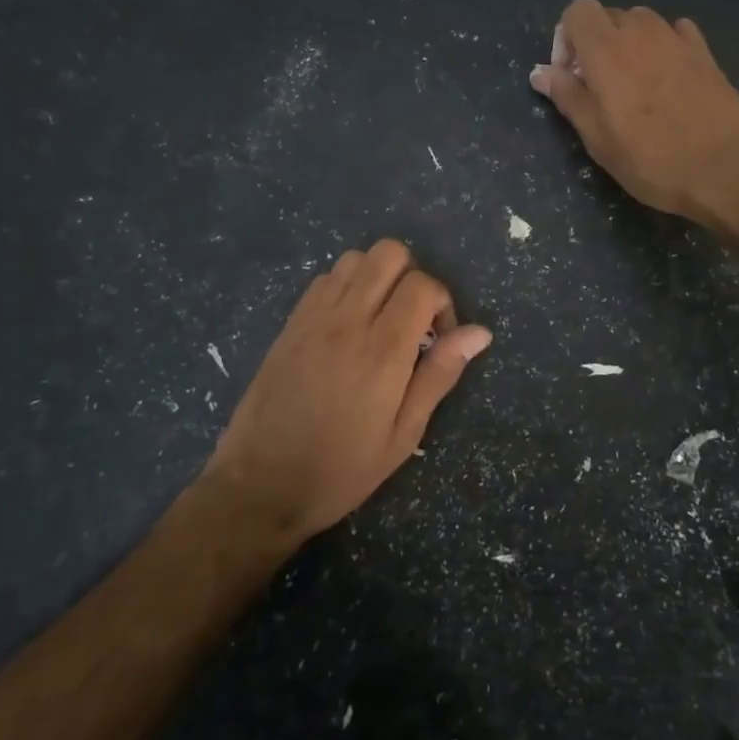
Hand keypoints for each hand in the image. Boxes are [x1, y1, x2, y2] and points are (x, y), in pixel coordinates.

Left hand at [201, 240, 490, 544]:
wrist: (260, 486)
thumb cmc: (341, 469)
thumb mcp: (403, 434)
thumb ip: (440, 374)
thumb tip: (479, 332)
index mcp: (383, 349)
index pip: (422, 285)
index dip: (442, 302)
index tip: (438, 338)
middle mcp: (347, 320)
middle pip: (388, 253)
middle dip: (411, 275)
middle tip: (412, 319)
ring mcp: (313, 317)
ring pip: (354, 258)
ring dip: (376, 277)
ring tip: (380, 319)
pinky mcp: (290, 324)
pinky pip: (324, 280)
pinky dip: (345, 287)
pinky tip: (347, 326)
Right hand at [530, 0, 738, 223]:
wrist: (728, 169)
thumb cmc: (652, 159)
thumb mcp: (597, 137)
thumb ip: (567, 97)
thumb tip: (540, 71)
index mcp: (607, 49)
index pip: (578, 11)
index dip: (566, 38)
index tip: (571, 76)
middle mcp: (641, 32)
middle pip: (609, 16)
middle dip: (595, 43)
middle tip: (599, 88)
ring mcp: (678, 39)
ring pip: (642, 23)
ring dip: (629, 44)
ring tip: (634, 86)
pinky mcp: (706, 53)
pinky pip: (675, 34)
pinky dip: (662, 47)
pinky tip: (668, 81)